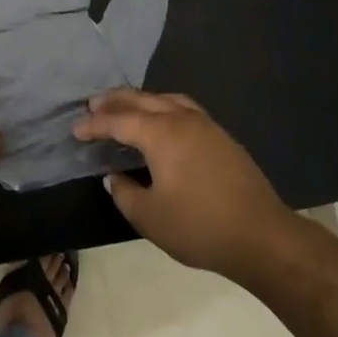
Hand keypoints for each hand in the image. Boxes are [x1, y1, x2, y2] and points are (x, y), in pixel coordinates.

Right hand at [73, 89, 302, 281]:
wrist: (262, 236)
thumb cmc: (199, 227)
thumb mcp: (149, 217)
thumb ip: (124, 193)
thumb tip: (115, 177)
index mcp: (162, 133)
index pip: (119, 121)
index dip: (94, 125)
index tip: (75, 130)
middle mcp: (183, 120)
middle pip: (143, 100)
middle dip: (115, 101)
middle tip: (93, 104)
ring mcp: (207, 126)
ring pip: (167, 100)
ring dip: (142, 101)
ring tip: (126, 108)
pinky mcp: (223, 138)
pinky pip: (185, 110)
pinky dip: (164, 109)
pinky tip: (162, 124)